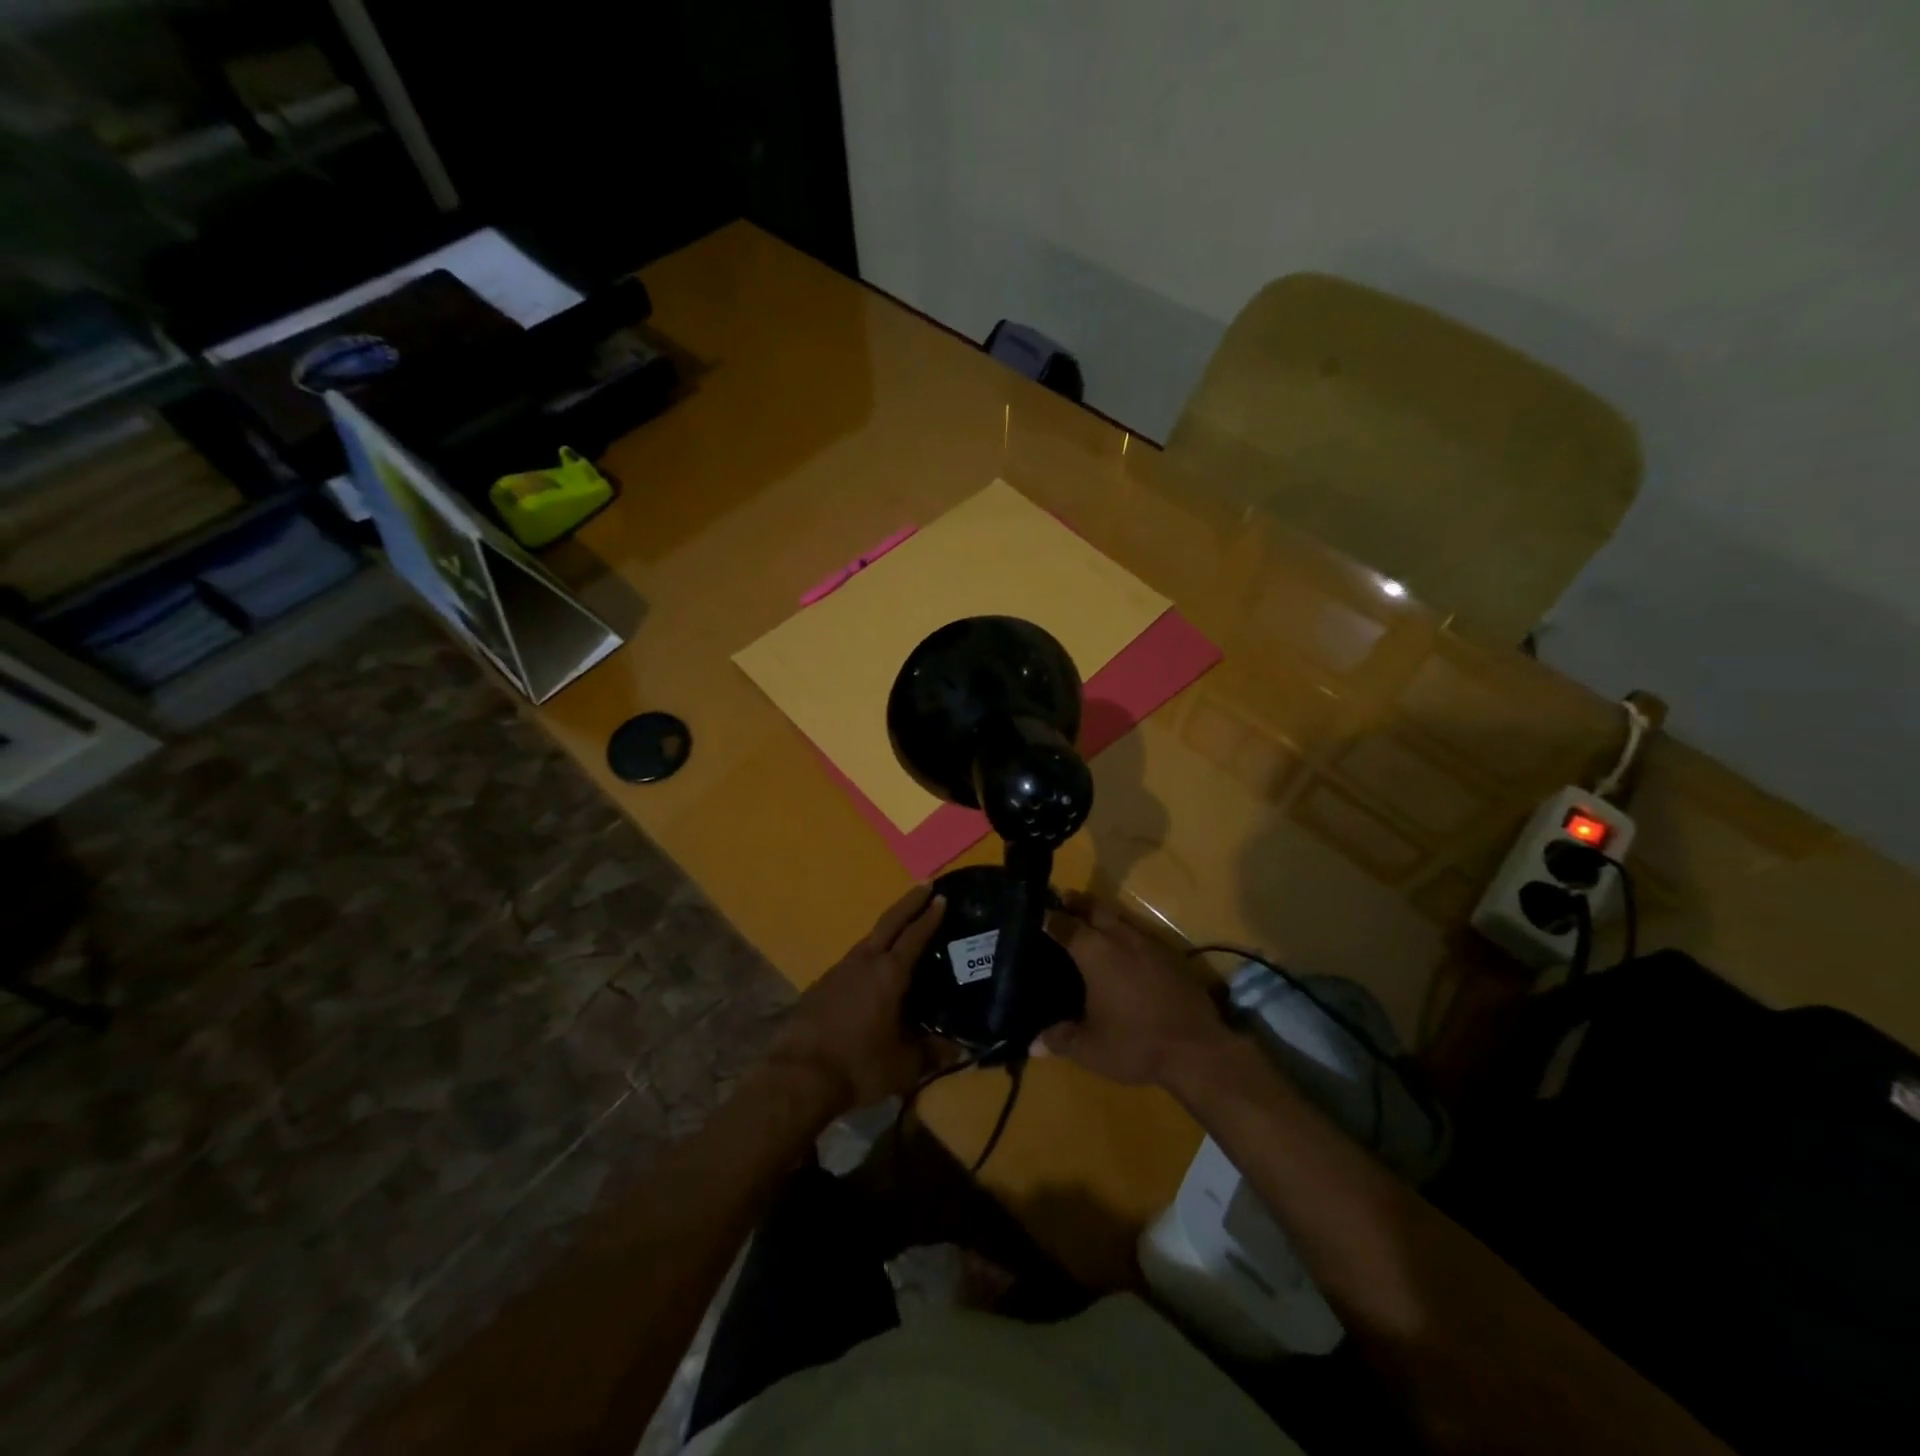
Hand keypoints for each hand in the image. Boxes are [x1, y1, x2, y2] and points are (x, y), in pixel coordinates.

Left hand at [766, 885, 945, 1115]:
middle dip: (909, 903)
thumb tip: (959, 1049)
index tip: (941, 897)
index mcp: (889, 974)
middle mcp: (863, 962)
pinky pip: (851, 963)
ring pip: (867, 941)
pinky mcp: (819, 987)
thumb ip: (931, 1053)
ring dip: (886, 930)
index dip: (930, 916)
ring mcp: (837, 972)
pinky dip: (867, 957)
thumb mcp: (903, 1066)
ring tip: (900, 931)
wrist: (798, 1077)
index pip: (914, 936)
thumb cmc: (858, 1066)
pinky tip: (869, 973)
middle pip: (889, 922)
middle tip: (925, 884)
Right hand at [1044, 896, 1227, 1087]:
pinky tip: (1123, 955)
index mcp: (1094, 952)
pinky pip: (1139, 934)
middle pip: (1093, 907)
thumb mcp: (1090, 1048)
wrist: (1198, 1049)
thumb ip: (1059, 1039)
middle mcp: (1120, 937)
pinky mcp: (1170, 955)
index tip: (1033, 914)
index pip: (1063, 924)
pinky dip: (1124, 936)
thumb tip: (1032, 1043)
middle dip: (1075, 903)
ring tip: (1088, 929)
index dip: (1046, 917)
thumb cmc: (1135, 1043)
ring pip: (1119, 917)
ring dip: (1101, 917)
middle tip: (1060, 905)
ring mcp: (1149, 943)